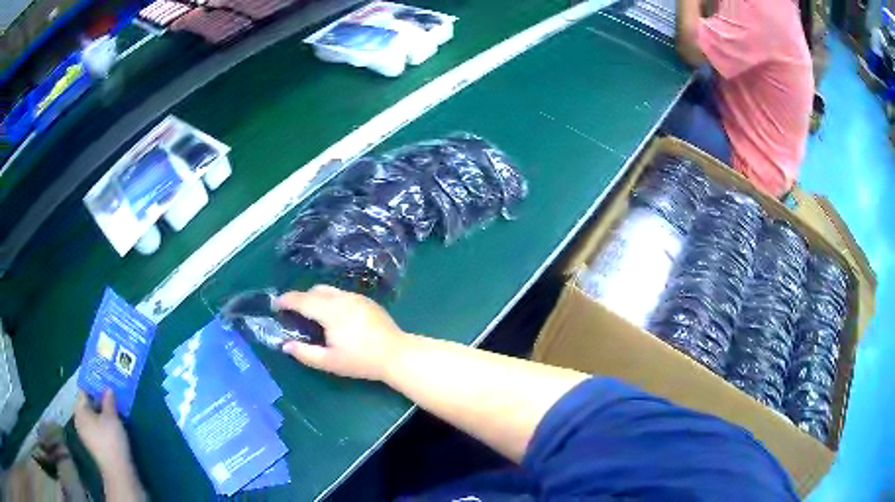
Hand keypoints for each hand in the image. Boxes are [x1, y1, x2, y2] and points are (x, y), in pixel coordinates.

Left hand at [74, 390, 133, 475]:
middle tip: (109, 392)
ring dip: (100, 411)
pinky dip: (101, 422)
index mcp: (79, 410)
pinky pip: (95, 427)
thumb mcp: (111, 418)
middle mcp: (79, 420)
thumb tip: (107, 388)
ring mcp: (86, 434)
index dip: (93, 384)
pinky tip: (111, 424)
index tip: (103, 379)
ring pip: (91, 416)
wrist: (118, 472)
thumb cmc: (111, 441)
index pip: (84, 391)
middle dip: (97, 399)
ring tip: (112, 407)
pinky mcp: (94, 444)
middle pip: (87, 404)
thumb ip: (108, 401)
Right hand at [275, 285, 409, 380]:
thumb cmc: (361, 360)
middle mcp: (342, 298)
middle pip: (315, 290)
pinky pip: (342, 294)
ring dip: (316, 297)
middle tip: (292, 312)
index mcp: (330, 311)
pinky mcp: (367, 300)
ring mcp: (356, 297)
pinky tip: (333, 316)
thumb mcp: (330, 362)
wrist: (396, 354)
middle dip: (300, 298)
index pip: (302, 300)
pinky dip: (330, 299)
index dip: (286, 300)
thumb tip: (285, 345)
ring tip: (311, 314)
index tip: (275, 304)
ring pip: (329, 290)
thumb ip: (305, 353)